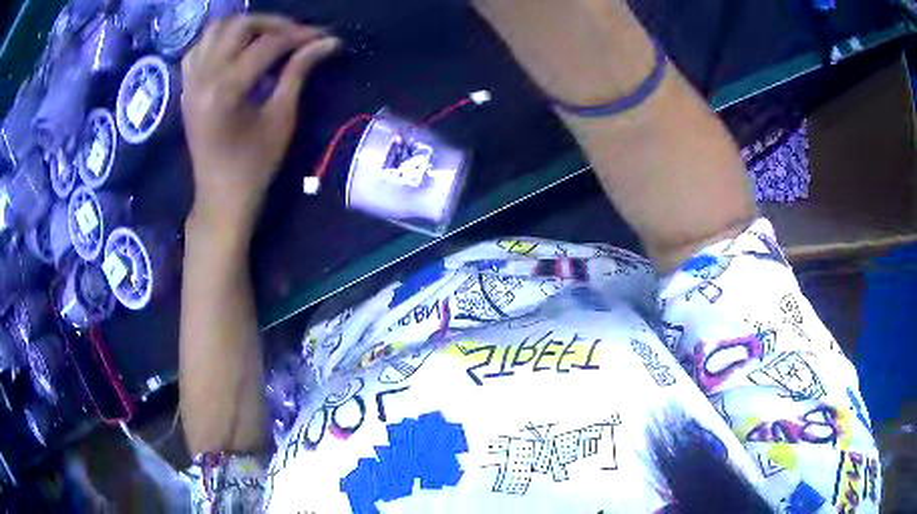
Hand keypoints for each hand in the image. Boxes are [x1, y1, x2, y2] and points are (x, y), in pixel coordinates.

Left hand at [181, 15, 340, 229]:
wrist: (220, 198)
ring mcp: (190, 82)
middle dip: (273, 23)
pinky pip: (198, 49)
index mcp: (225, 89)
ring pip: (215, 30)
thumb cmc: (254, 166)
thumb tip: (328, 42)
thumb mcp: (281, 118)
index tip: (324, 37)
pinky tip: (235, 50)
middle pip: (239, 25)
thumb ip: (299, 72)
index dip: (300, 36)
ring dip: (244, 27)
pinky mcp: (186, 88)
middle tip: (296, 35)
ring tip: (267, 38)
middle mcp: (202, 78)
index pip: (268, 43)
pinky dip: (218, 40)